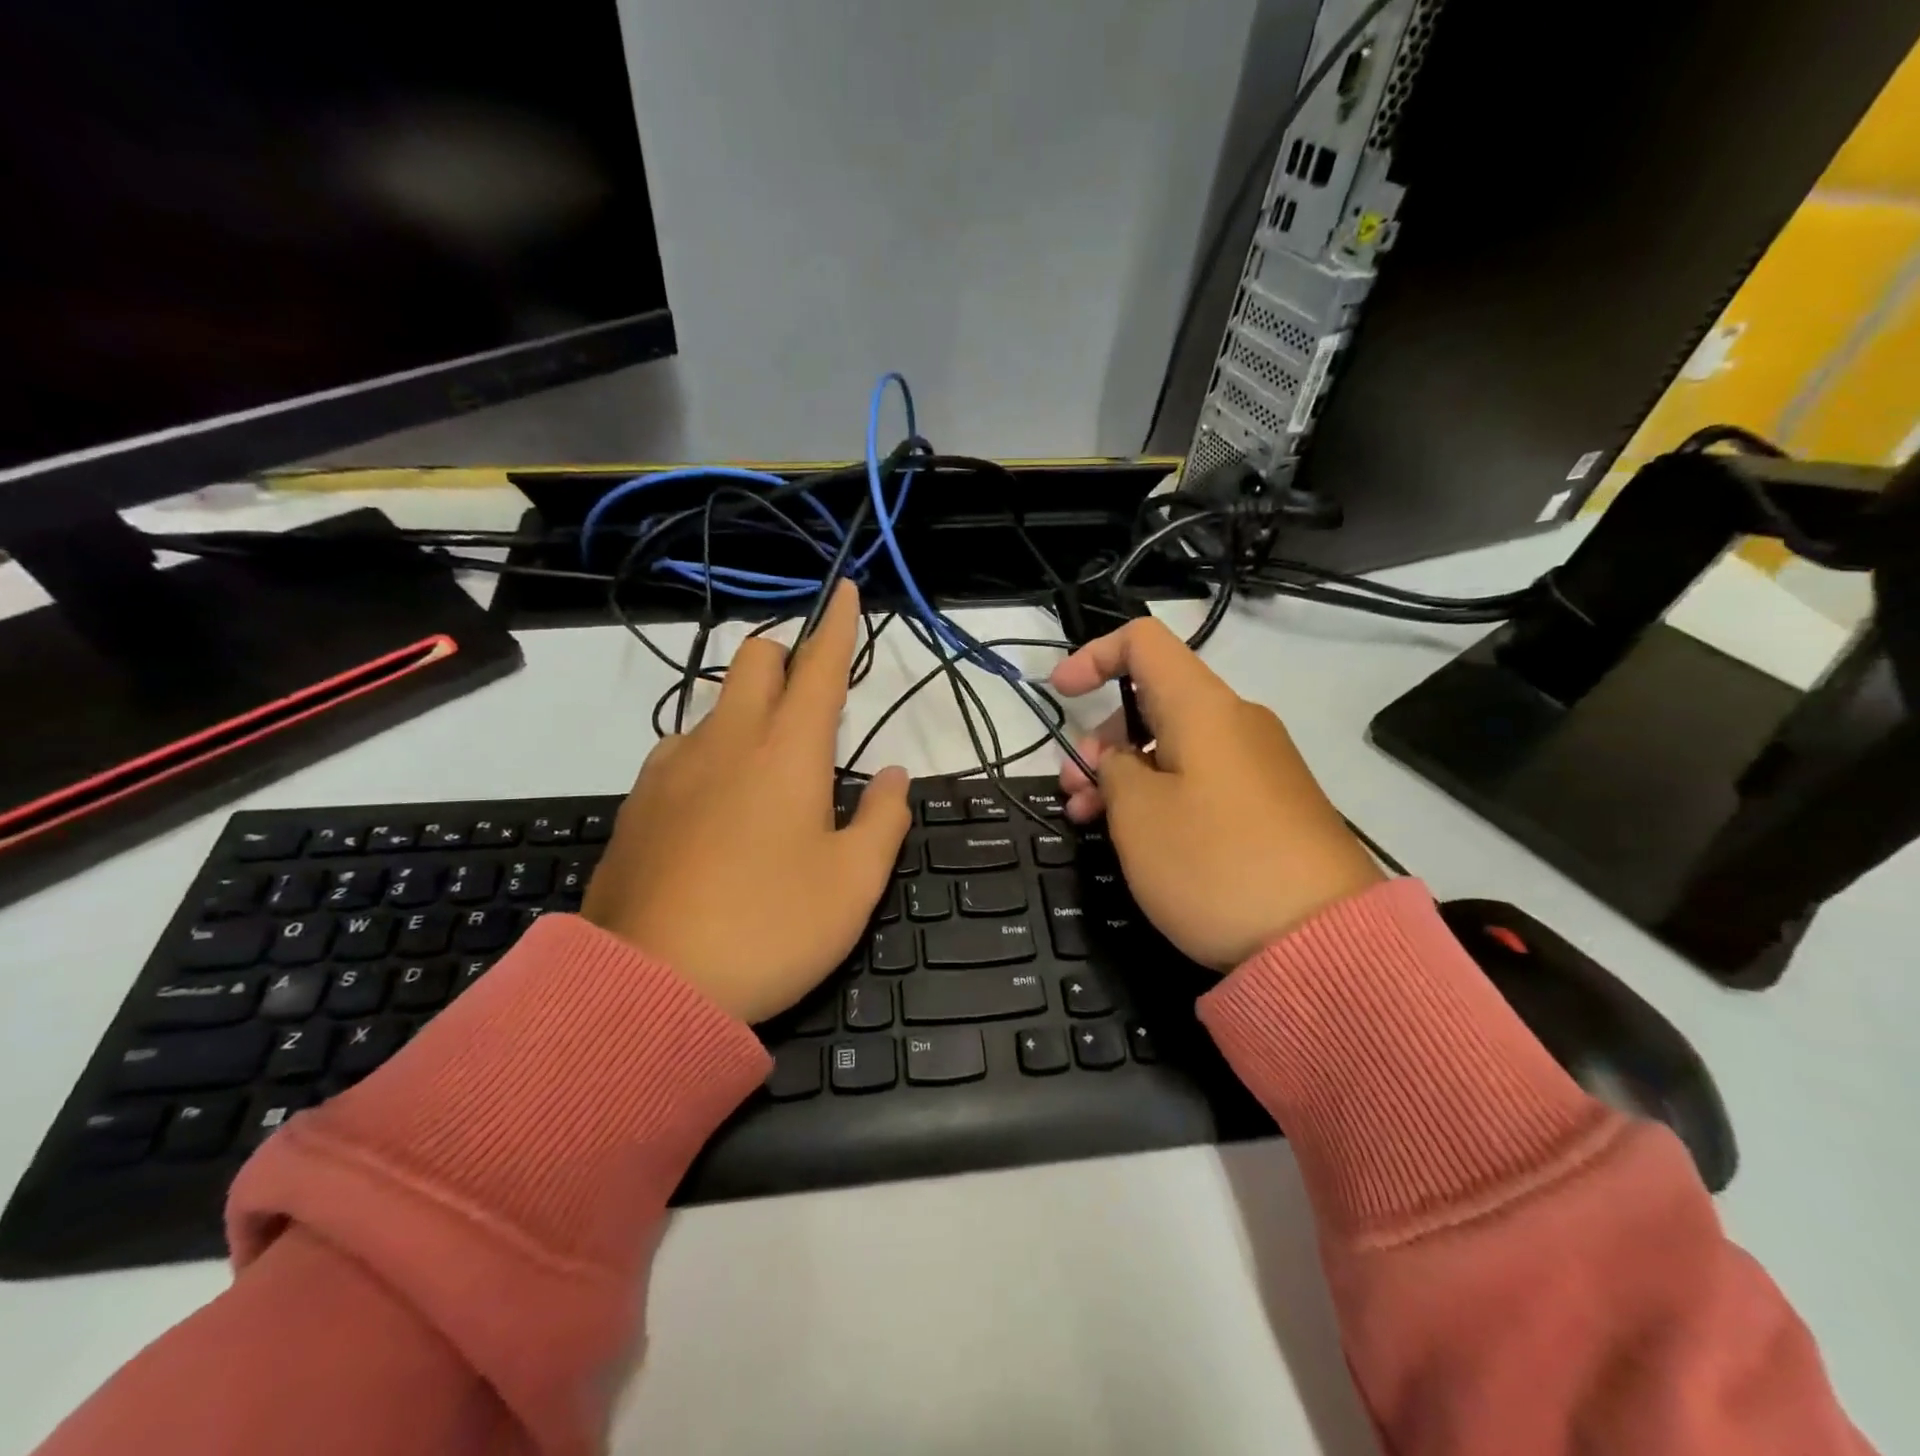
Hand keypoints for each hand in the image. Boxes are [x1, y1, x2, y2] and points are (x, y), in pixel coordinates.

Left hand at [582, 582, 909, 1022]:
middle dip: (788, 654)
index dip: (839, 624)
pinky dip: (711, 751)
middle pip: (755, 659)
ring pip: (715, 704)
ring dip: (748, 708)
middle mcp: (726, 742)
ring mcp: (672, 768)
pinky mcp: (638, 802)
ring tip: (768, 769)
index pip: (820, 666)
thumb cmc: (771, 929)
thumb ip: (884, 818)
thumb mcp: (854, 883)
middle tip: (813, 696)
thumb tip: (895, 775)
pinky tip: (718, 805)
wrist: (646, 988)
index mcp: (787, 752)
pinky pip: (682, 749)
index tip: (847, 590)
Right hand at [1049, 617, 1381, 969]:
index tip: (1059, 695)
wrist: (1324, 942)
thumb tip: (1124, 760)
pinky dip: (1160, 794)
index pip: (1143, 642)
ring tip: (1092, 821)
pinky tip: (1140, 838)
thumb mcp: (1138, 813)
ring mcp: (1259, 765)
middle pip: (1153, 701)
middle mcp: (1236, 722)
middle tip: (1073, 791)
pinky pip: (1201, 778)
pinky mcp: (1271, 805)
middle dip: (1100, 738)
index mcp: (1203, 707)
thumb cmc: (1214, 863)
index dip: (1093, 656)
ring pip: (1173, 746)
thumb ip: (1113, 769)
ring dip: (1124, 773)